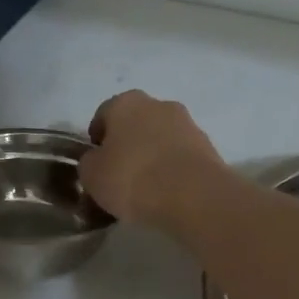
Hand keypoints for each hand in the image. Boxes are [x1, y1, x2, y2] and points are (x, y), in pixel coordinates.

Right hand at [79, 90, 227, 225]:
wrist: (193, 196)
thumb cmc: (132, 178)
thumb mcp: (92, 175)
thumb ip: (90, 162)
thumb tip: (97, 160)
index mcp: (125, 103)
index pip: (104, 114)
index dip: (97, 139)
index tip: (96, 162)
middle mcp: (158, 104)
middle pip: (135, 123)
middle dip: (127, 144)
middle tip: (120, 175)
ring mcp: (187, 124)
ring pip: (161, 138)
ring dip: (152, 155)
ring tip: (146, 188)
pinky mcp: (208, 147)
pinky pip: (181, 156)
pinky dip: (173, 169)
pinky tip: (167, 193)